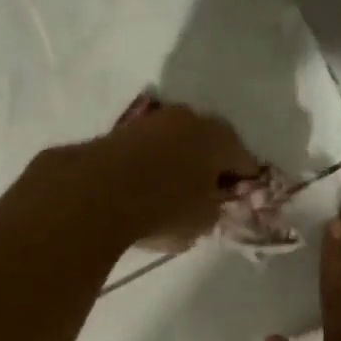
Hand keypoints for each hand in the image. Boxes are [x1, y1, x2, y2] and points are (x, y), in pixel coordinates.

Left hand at [33, 99, 259, 250]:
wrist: (95, 193)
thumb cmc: (163, 208)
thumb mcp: (202, 222)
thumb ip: (214, 209)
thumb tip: (208, 202)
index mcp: (220, 137)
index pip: (245, 162)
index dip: (244, 185)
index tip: (235, 204)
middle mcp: (190, 118)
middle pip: (209, 145)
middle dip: (209, 167)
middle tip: (205, 197)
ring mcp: (153, 120)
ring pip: (176, 143)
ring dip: (177, 162)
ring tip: (169, 193)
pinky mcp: (121, 129)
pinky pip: (147, 149)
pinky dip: (150, 164)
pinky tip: (143, 187)